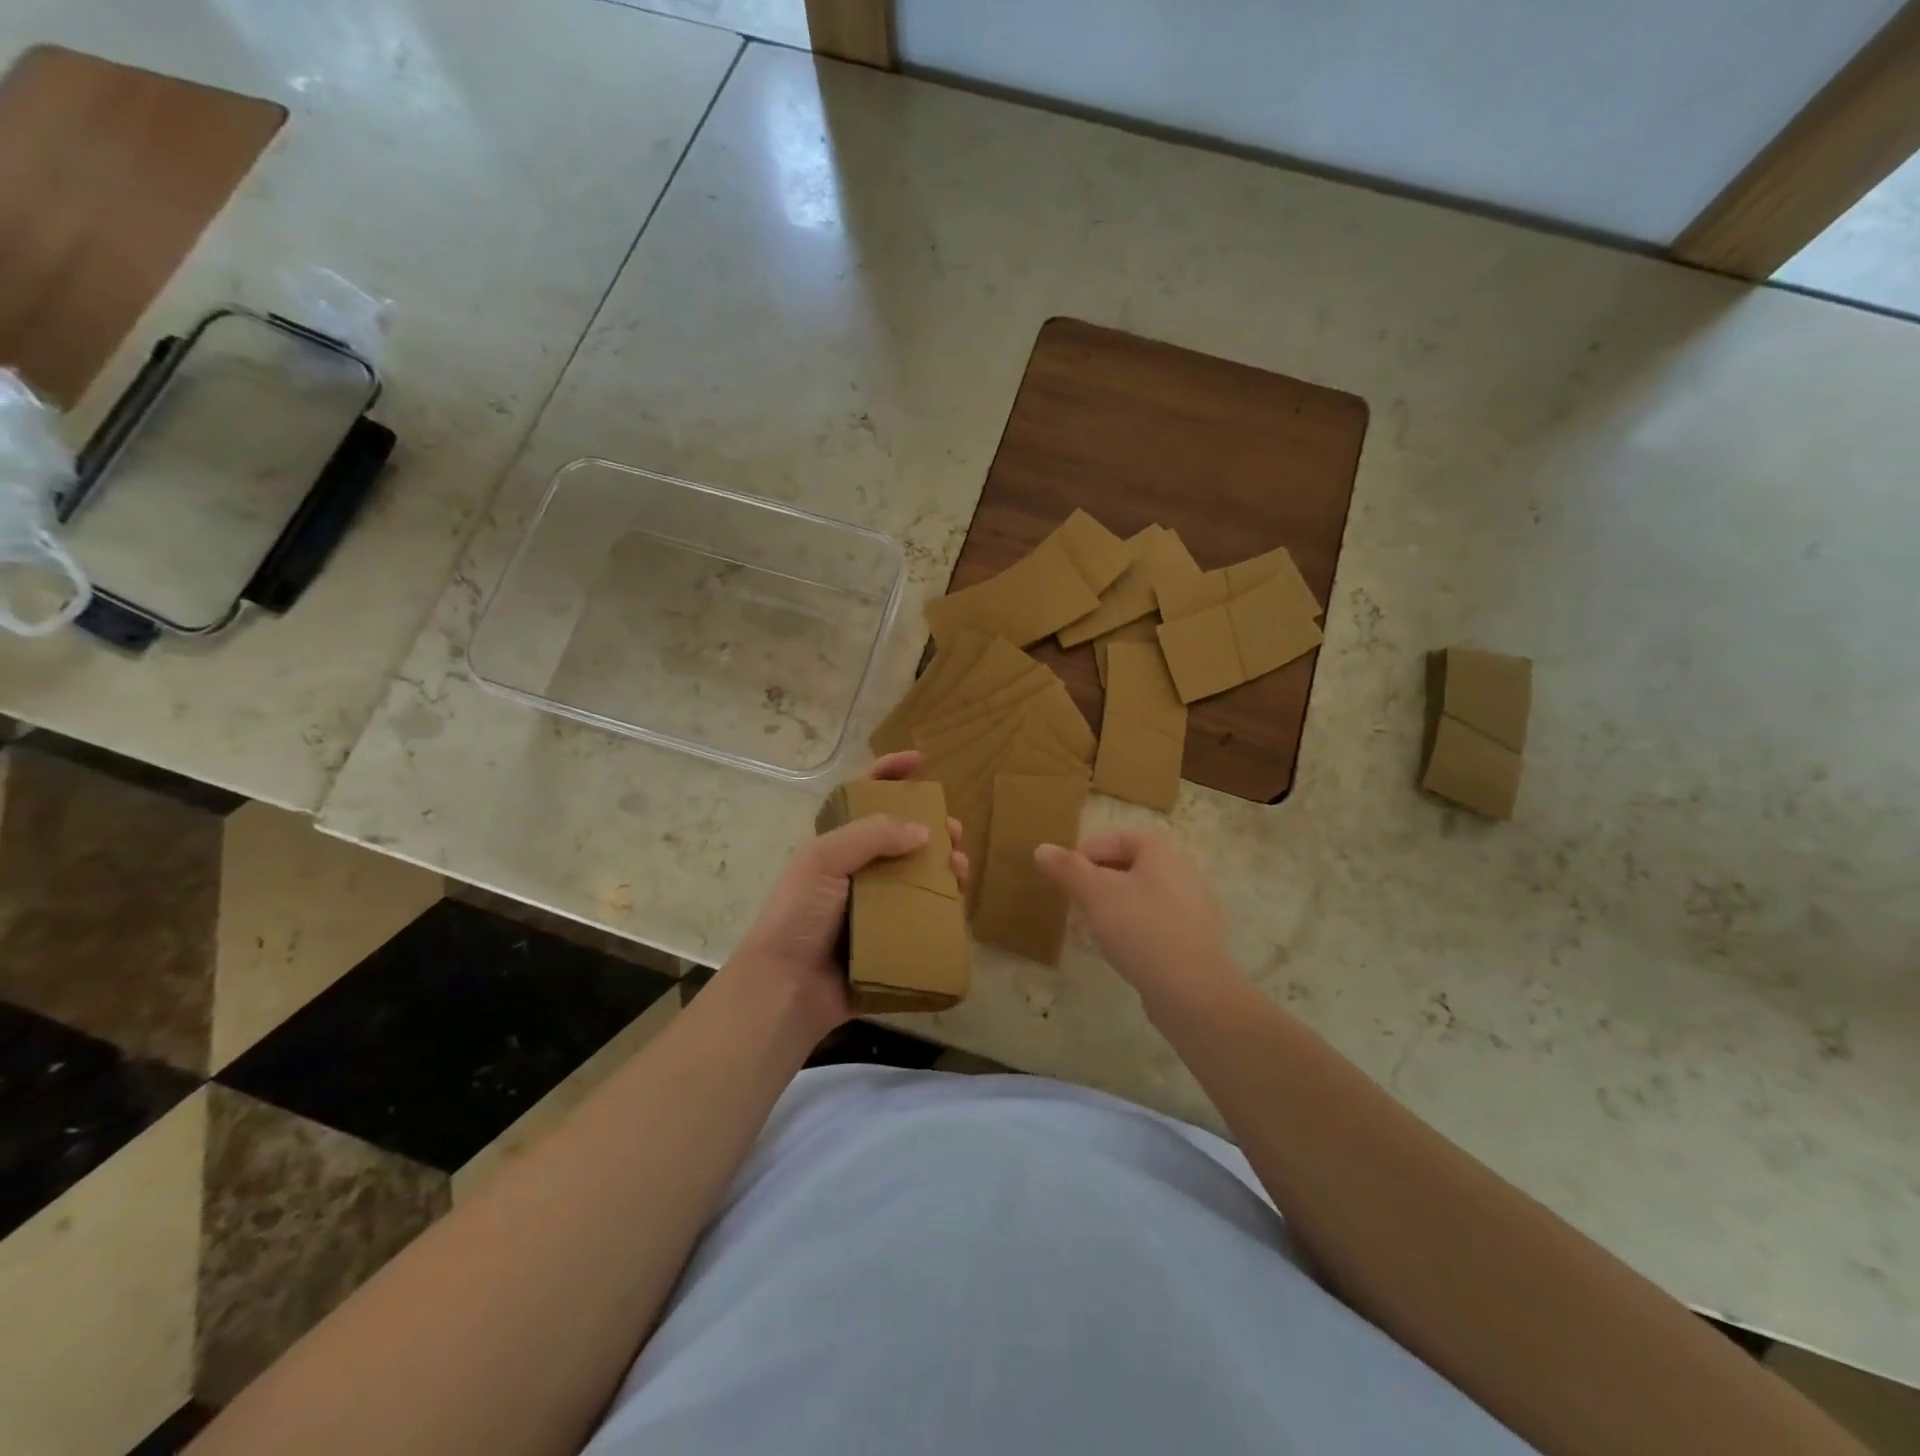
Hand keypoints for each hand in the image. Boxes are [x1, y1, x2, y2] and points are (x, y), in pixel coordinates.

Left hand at [726, 751, 966, 1041]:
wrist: (787, 989)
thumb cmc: (798, 915)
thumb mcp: (824, 860)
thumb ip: (871, 835)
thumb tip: (924, 832)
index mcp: (836, 845)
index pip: (863, 796)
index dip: (889, 773)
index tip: (920, 761)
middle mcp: (857, 872)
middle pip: (901, 837)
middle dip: (932, 826)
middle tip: (955, 832)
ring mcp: (874, 907)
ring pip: (918, 876)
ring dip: (944, 866)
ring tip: (962, 870)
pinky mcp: (889, 940)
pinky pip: (923, 916)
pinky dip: (944, 907)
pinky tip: (960, 904)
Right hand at [1034, 831, 1238, 1009]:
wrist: (1193, 991)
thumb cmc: (1141, 930)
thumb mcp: (1095, 894)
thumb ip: (1068, 869)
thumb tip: (1042, 849)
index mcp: (1160, 851)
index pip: (1114, 839)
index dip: (1084, 854)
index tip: (1064, 880)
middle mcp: (1181, 871)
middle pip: (1127, 867)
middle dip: (1095, 883)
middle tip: (1074, 905)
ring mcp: (1191, 907)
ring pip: (1138, 896)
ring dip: (1111, 908)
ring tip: (1090, 931)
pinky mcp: (1192, 939)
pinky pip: (1153, 923)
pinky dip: (1131, 930)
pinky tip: (1118, 951)